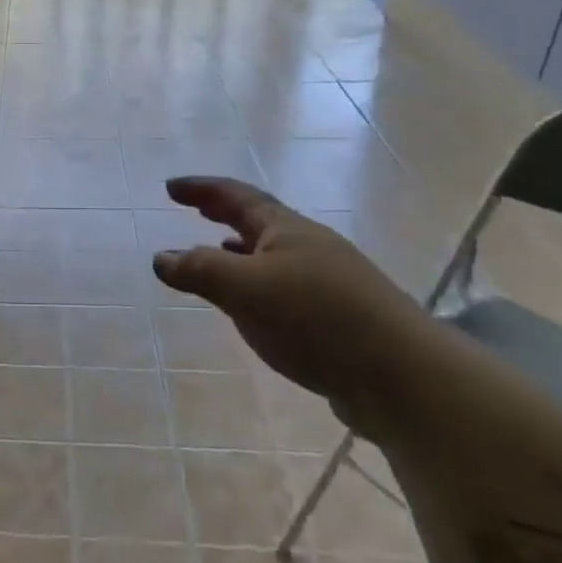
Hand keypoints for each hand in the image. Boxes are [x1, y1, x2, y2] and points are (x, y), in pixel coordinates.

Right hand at [151, 175, 423, 399]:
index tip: (170, 187)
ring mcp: (328, 280)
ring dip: (242, 247)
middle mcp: (310, 246)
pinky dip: (258, 281)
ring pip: (274, 253)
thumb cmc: (315, 318)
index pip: (237, 196)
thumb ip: (199, 270)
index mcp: (287, 230)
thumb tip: (161, 257)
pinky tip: (254, 303)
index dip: (202, 189)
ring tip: (218, 250)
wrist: (400, 375)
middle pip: (260, 219)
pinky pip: (285, 284)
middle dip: (224, 212)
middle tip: (196, 207)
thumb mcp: (244, 289)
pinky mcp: (338, 315)